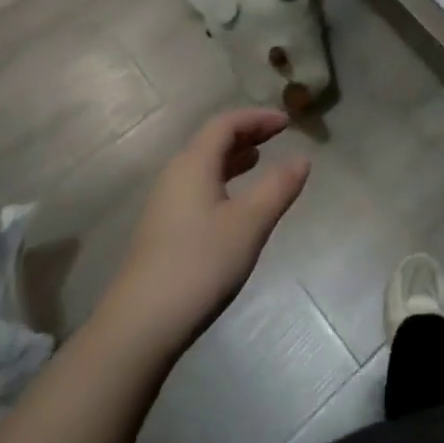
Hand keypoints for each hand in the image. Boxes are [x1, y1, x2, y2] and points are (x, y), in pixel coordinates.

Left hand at [109, 108, 309, 351]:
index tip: (287, 122)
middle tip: (278, 136)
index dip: (257, 118)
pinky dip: (222, 179)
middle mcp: (175, 175)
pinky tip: (234, 202)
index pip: (225, 123)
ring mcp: (165, 203)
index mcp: (193, 164)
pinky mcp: (162, 228)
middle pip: (212, 140)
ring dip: (233, 157)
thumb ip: (278, 187)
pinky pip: (197, 186)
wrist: (140, 324)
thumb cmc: (200, 264)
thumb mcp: (249, 224)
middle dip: (246, 133)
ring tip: (259, 161)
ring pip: (203, 165)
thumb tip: (302, 158)